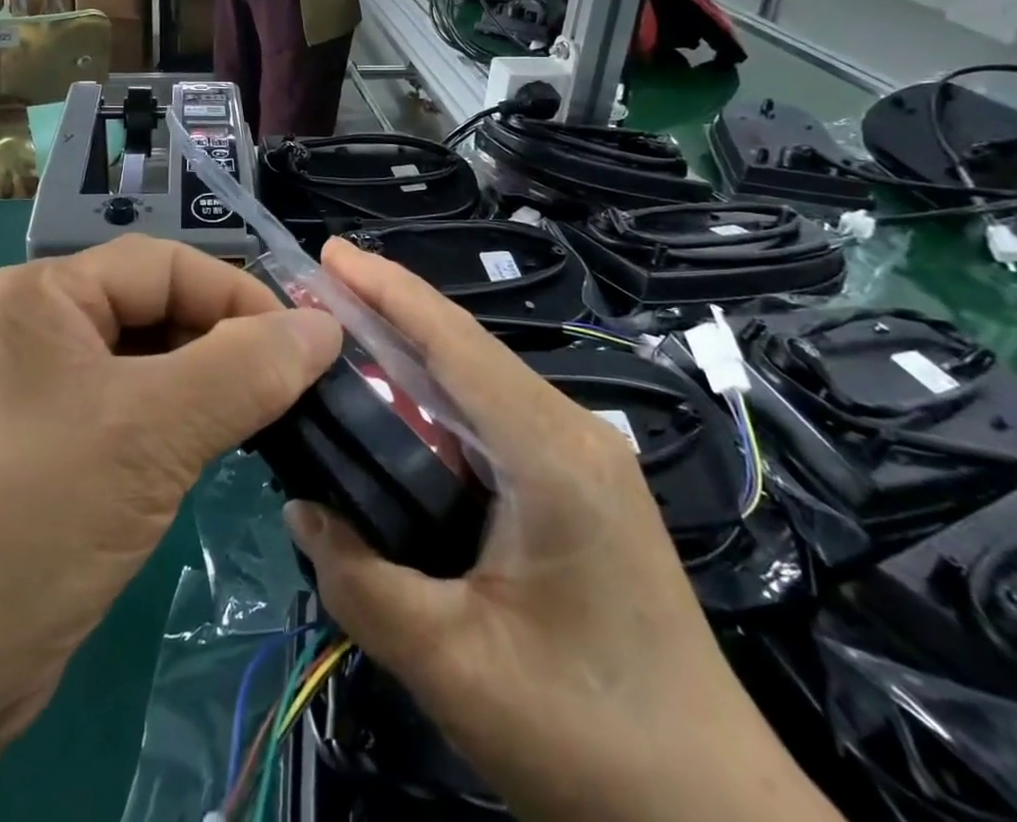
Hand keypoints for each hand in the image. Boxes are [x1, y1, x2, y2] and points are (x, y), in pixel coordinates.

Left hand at [0, 236, 339, 821]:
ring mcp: (36, 395)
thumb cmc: (26, 524)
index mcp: (39, 295)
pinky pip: (130, 414)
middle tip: (293, 392)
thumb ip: (245, 370)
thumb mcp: (149, 435)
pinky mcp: (46, 453)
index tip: (307, 348)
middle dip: (225, 345)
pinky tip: (212, 453)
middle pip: (155, 312)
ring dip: (207, 389)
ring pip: (148, 367)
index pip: (163, 266)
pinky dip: (178, 426)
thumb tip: (326, 326)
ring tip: (262, 423)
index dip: (239, 296)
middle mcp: (34, 331)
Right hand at [285, 240, 840, 821]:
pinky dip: (435, 392)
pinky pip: (491, 416)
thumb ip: (362, 582)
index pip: (455, 345)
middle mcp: (571, 433)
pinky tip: (397, 400)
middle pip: (466, 349)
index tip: (330, 251)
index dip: (389, 290)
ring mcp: (581, 456)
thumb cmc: (591, 740)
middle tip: (314, 287)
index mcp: (552, 454)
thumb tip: (300, 507)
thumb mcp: (456, 667)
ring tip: (340, 327)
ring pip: (479, 379)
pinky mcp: (577, 484)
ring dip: (410, 349)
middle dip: (388, 309)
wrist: (716, 815)